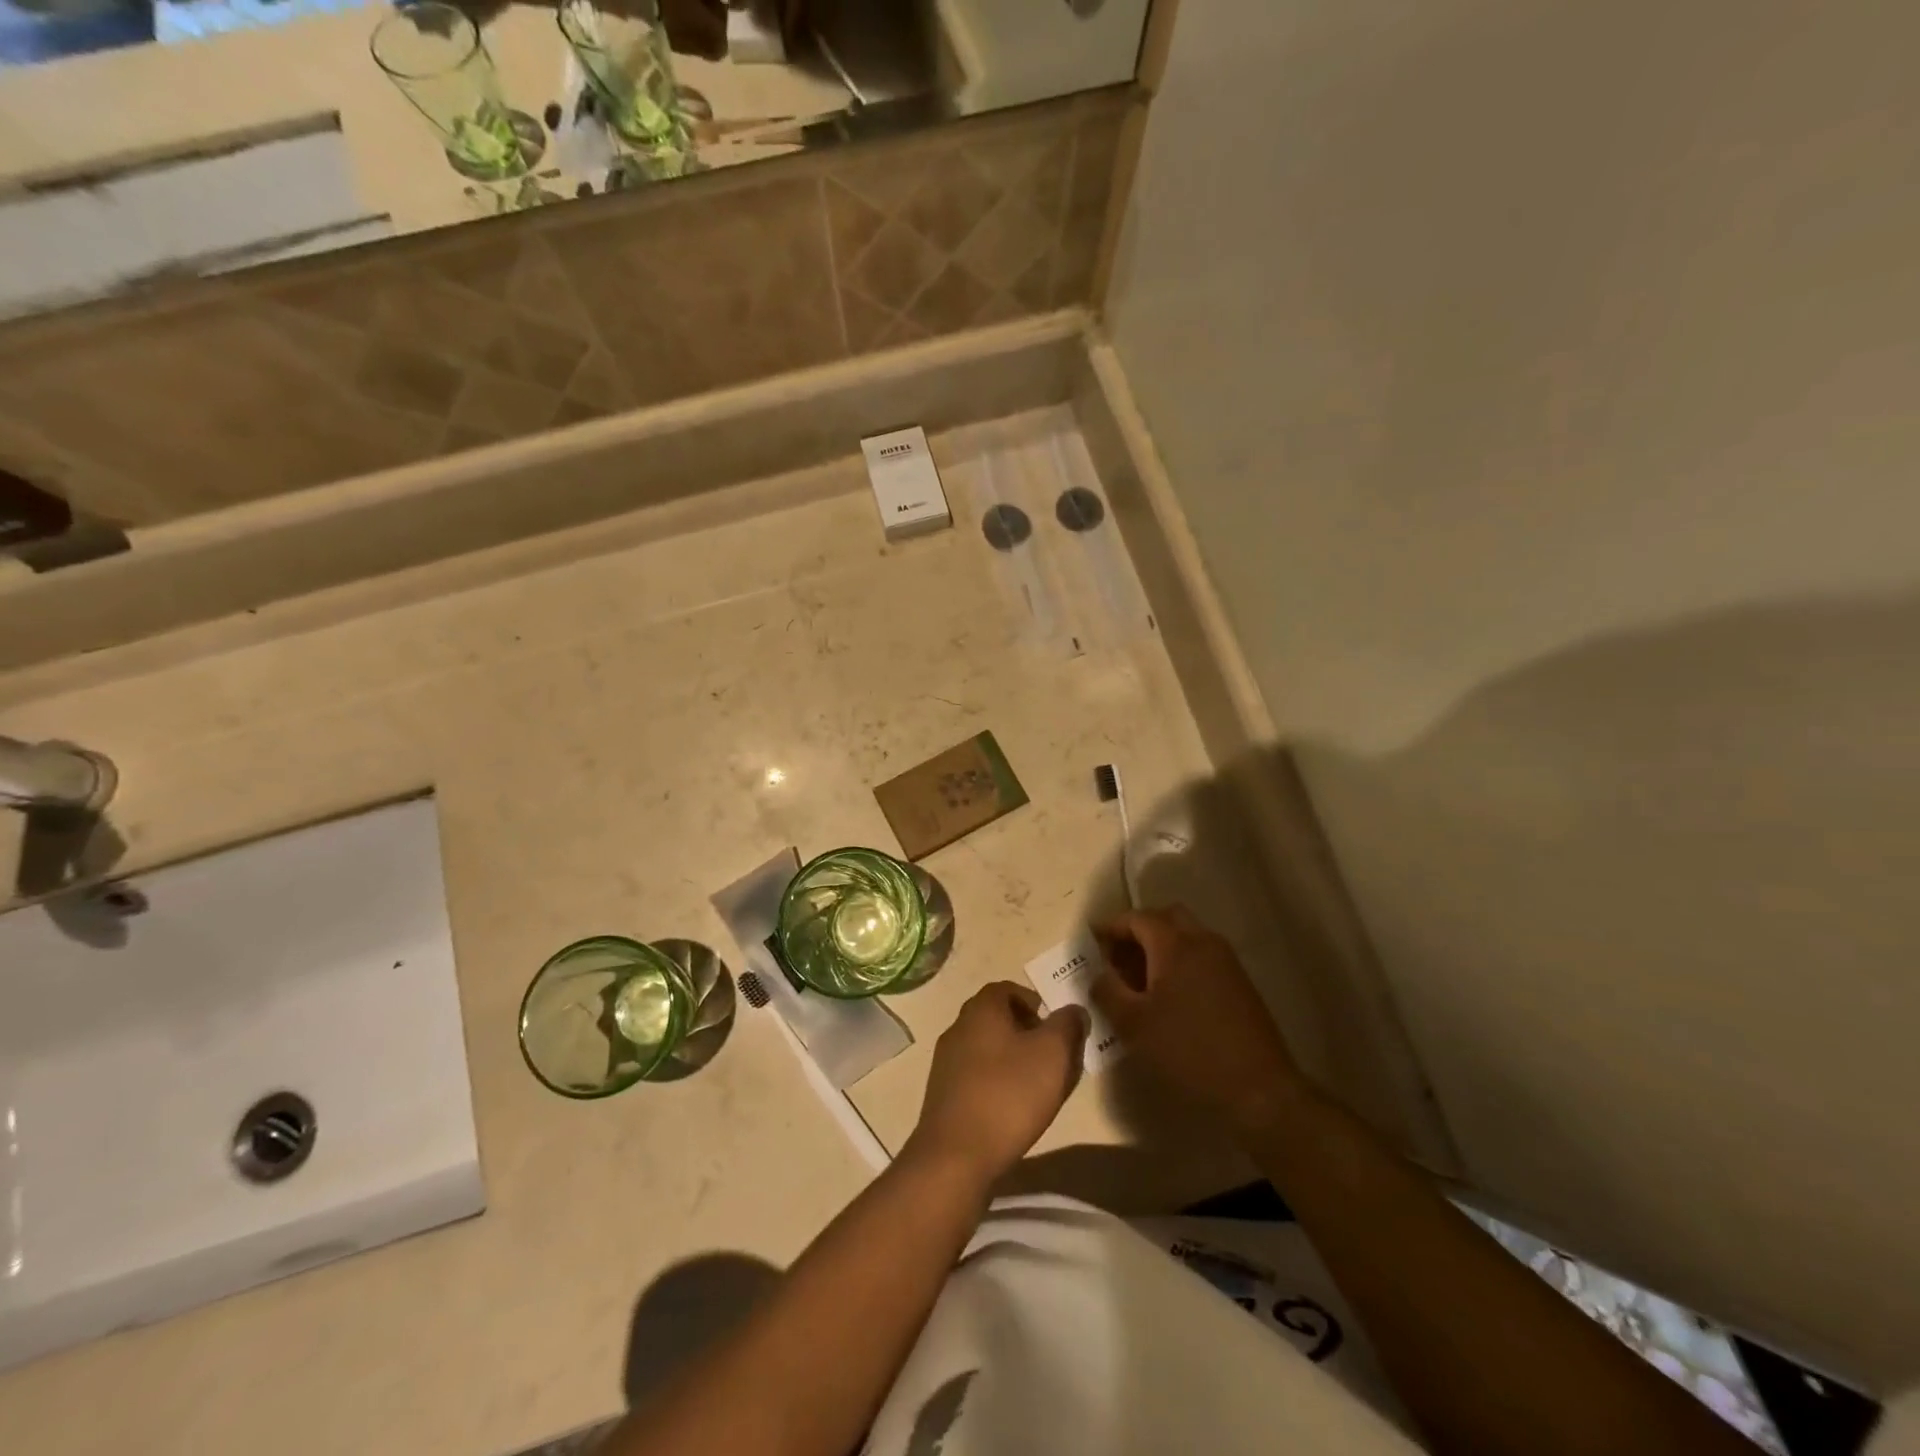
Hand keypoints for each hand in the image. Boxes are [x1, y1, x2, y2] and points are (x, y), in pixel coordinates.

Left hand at [906, 983, 1089, 1185]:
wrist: (956, 1155)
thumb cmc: (1009, 1094)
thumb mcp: (1053, 1054)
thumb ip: (1068, 1025)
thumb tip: (1073, 1010)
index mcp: (981, 1009)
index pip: (1007, 989)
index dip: (1034, 1002)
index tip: (1055, 1026)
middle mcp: (958, 1026)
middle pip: (996, 1018)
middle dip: (1026, 1032)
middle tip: (1052, 1057)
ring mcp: (945, 1061)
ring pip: (986, 1048)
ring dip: (1011, 1059)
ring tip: (1037, 1086)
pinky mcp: (942, 1094)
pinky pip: (975, 1075)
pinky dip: (995, 1082)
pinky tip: (1011, 1109)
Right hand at [1092, 906, 1303, 1130]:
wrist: (1258, 1087)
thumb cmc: (1188, 1050)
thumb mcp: (1133, 1025)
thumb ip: (1107, 991)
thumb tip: (1097, 973)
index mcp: (1174, 945)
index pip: (1136, 918)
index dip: (1111, 927)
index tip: (1092, 944)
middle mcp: (1202, 941)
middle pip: (1165, 917)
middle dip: (1138, 930)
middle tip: (1118, 956)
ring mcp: (1225, 960)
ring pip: (1186, 934)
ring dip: (1160, 945)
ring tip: (1139, 979)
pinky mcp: (1238, 981)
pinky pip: (1202, 954)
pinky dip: (1180, 960)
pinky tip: (1169, 995)